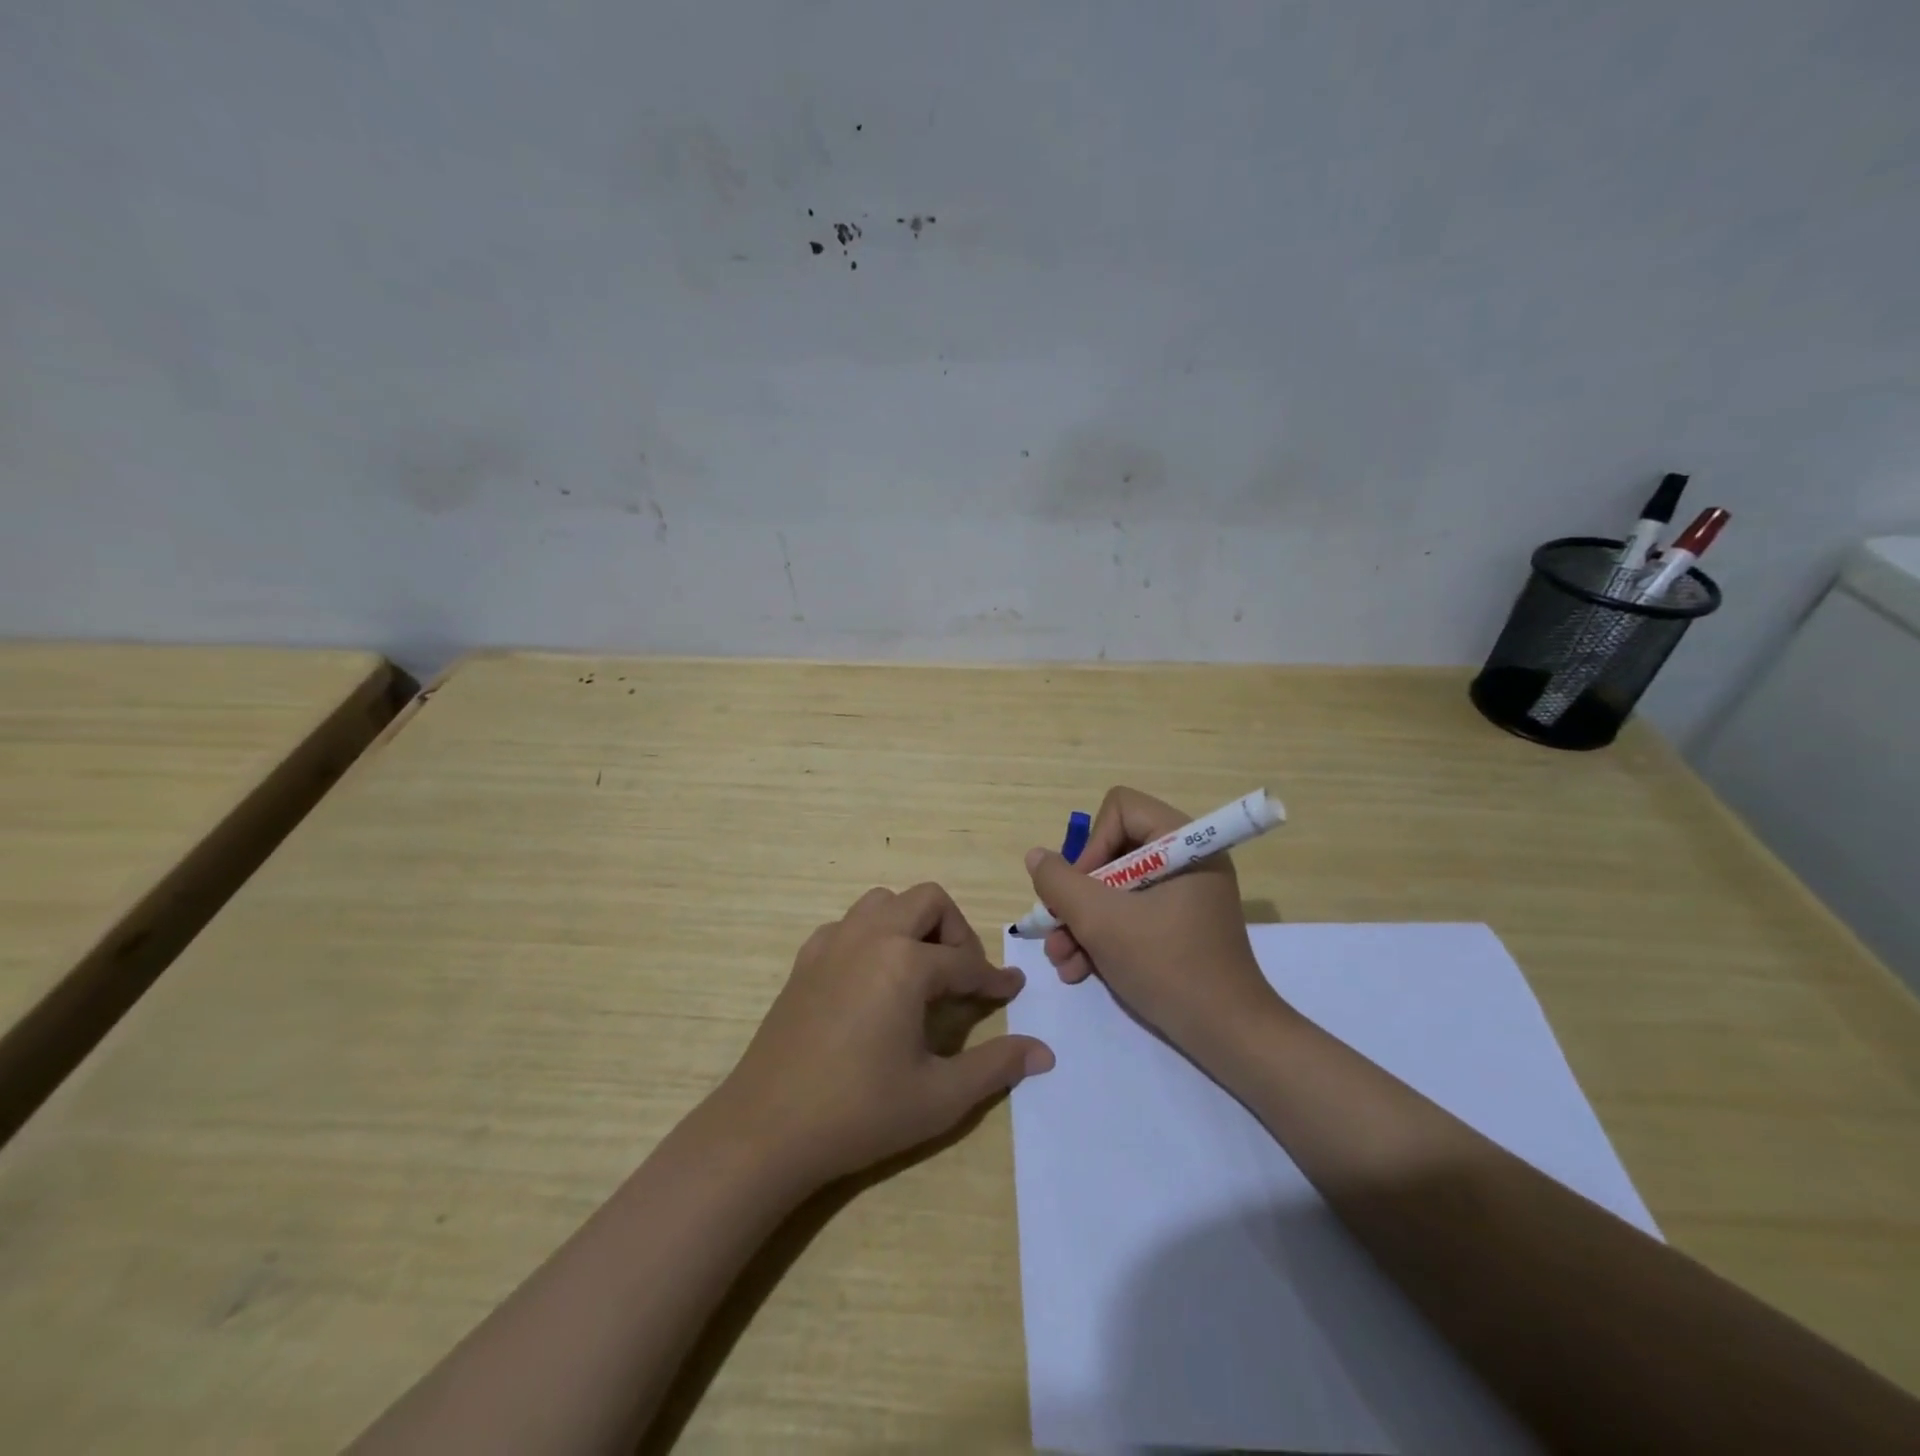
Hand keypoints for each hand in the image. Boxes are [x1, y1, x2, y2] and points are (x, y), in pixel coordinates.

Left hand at [712, 883, 1054, 1185]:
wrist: (766, 1129)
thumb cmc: (859, 1112)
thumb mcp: (939, 1096)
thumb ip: (995, 1067)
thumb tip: (1044, 1053)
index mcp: (906, 963)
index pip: (965, 961)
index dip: (993, 978)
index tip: (1012, 989)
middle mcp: (870, 936)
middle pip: (927, 901)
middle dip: (955, 931)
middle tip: (962, 976)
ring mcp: (832, 943)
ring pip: (884, 902)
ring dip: (911, 924)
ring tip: (919, 971)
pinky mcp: (805, 959)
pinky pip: (849, 924)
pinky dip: (872, 936)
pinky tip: (872, 979)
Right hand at [1025, 786, 1288, 1054]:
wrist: (1228, 1037)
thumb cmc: (1168, 967)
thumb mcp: (1101, 922)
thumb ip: (1060, 883)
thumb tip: (1037, 857)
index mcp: (1184, 844)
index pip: (1121, 810)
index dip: (1092, 844)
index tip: (1081, 890)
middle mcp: (1186, 861)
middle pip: (1112, 852)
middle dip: (1078, 896)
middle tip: (1057, 929)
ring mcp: (1183, 896)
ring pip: (1115, 889)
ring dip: (1082, 922)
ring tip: (1062, 960)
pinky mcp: (1178, 926)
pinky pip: (1130, 914)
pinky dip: (1102, 937)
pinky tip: (1079, 970)